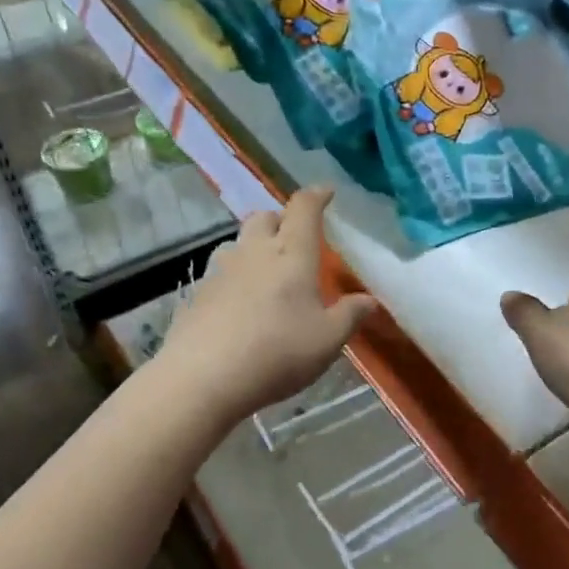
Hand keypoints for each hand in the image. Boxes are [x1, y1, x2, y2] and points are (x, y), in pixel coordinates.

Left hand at [158, 187, 376, 424]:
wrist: (203, 376)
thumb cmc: (277, 352)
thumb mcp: (327, 340)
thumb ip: (350, 316)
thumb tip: (369, 300)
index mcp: (292, 253)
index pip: (303, 208)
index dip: (316, 196)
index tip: (326, 192)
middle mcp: (254, 251)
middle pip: (265, 217)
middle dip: (282, 220)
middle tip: (296, 238)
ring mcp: (222, 271)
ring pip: (239, 242)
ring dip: (255, 246)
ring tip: (267, 270)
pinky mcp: (198, 293)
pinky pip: (221, 272)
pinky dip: (236, 276)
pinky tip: (241, 303)